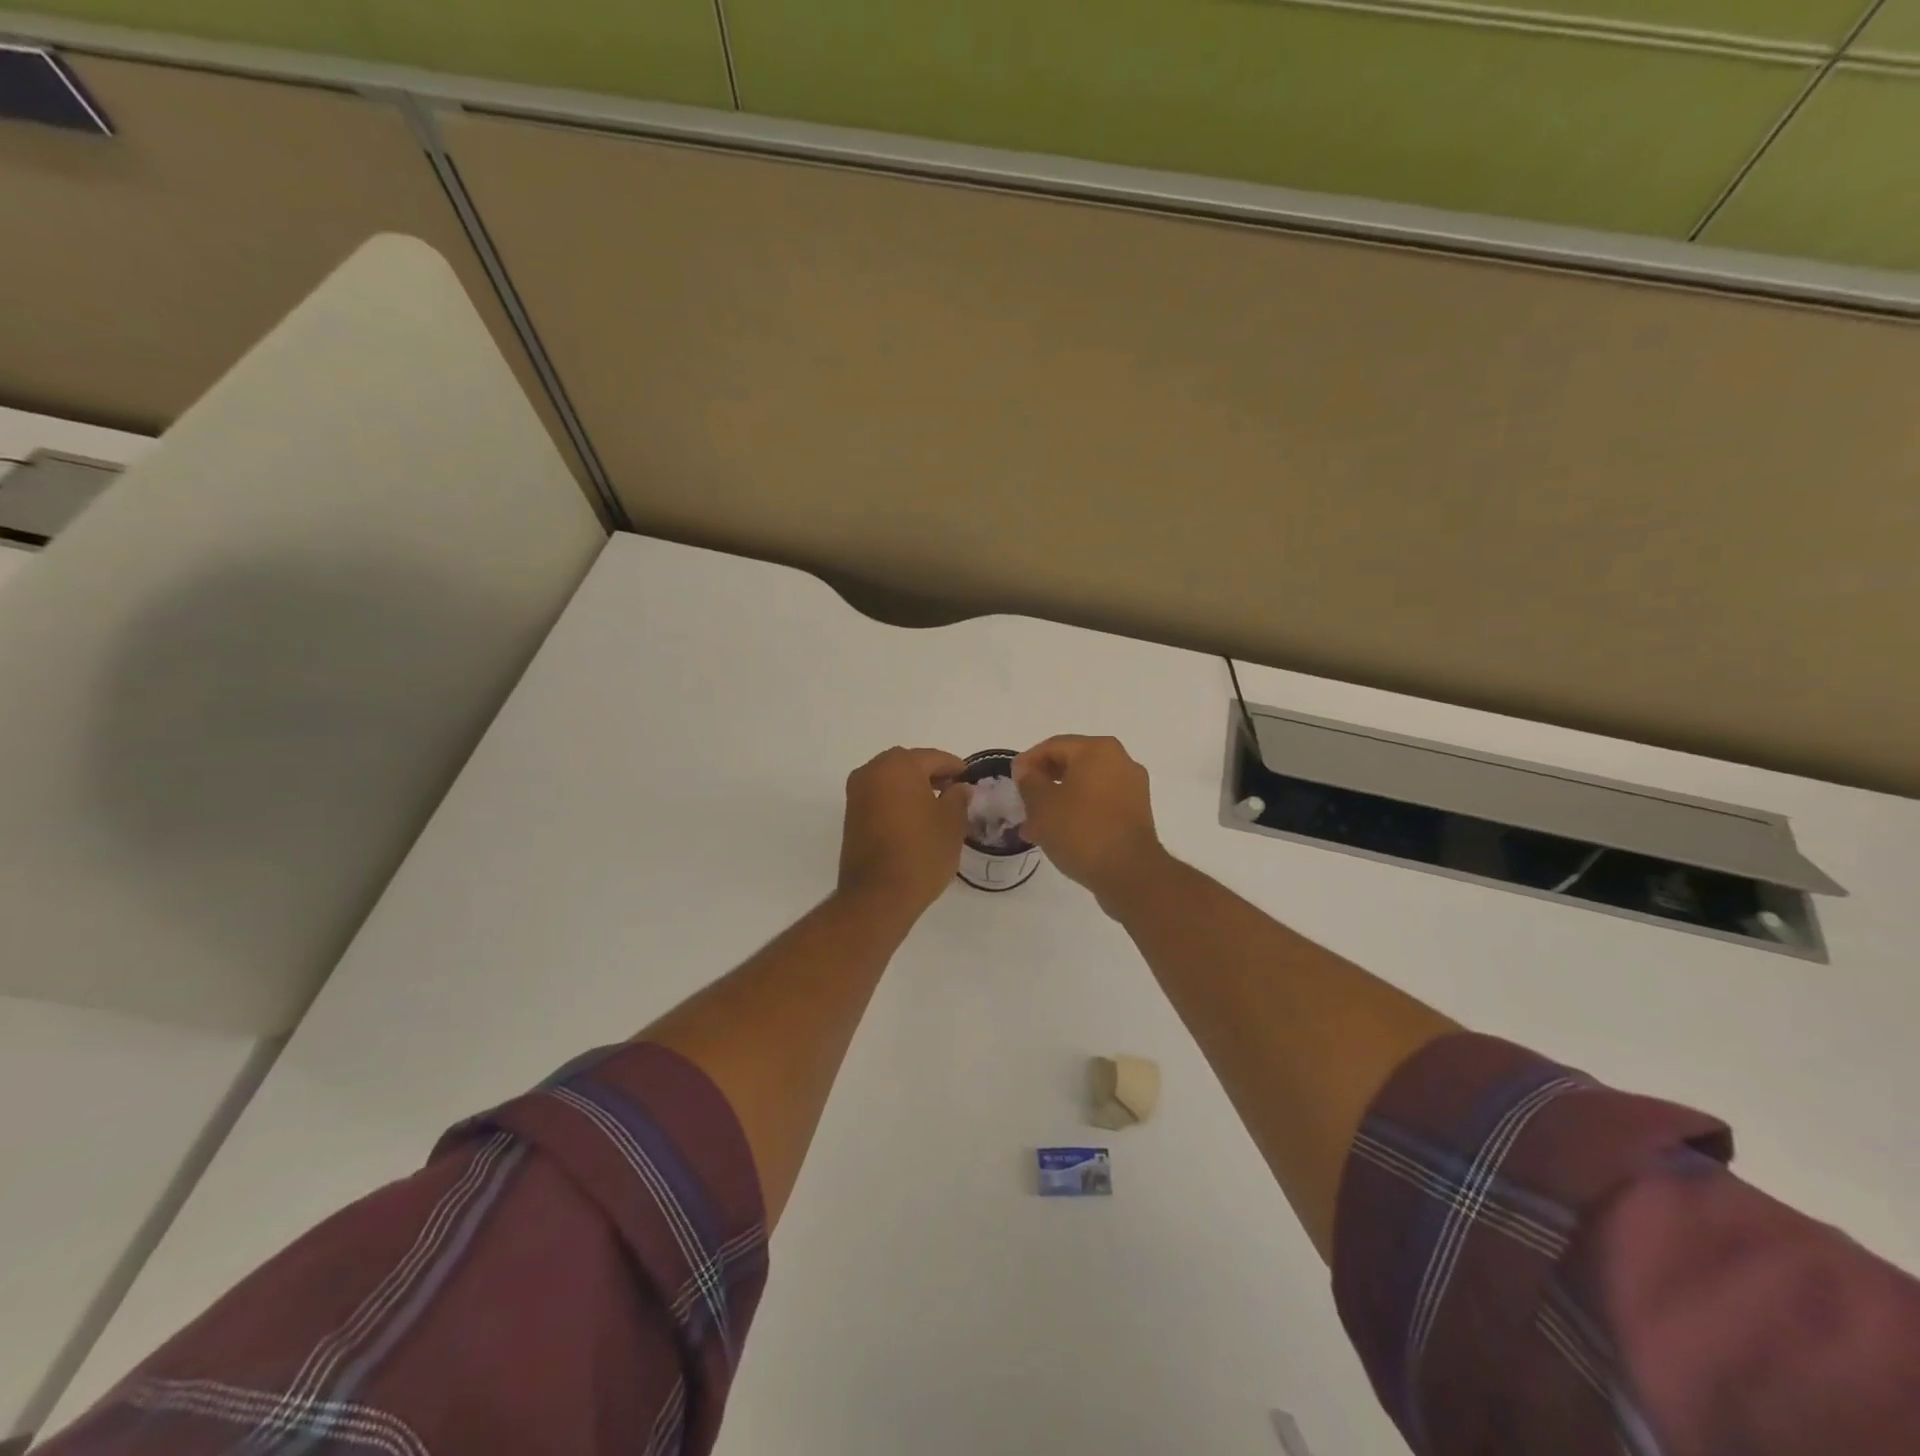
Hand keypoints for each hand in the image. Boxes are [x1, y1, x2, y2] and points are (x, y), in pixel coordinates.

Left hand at [837, 747, 971, 917]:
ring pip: (891, 779)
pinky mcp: (850, 815)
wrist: (878, 895)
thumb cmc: (921, 853)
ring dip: (912, 787)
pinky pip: (879, 796)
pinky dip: (897, 800)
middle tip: (953, 791)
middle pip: (908, 763)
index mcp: (899, 766)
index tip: (970, 780)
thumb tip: (960, 788)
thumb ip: (958, 798)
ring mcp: (857, 793)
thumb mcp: (952, 823)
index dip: (956, 768)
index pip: (934, 758)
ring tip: (935, 807)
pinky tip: (914, 819)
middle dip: (931, 774)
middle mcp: (872, 771)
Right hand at [1013, 735, 1168, 908]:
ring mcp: (1132, 788)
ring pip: (1084, 788)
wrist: (1129, 873)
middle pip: (1071, 765)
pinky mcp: (1136, 814)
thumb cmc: (1081, 830)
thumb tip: (1026, 771)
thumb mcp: (1042, 803)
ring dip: (1058, 802)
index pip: (1053, 746)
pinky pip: (1099, 805)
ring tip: (1035, 827)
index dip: (1027, 762)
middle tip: (1022, 804)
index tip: (1011, 782)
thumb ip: (1029, 781)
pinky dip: (1078, 814)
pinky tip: (1058, 835)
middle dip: (1043, 784)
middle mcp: (1120, 761)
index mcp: (1098, 750)